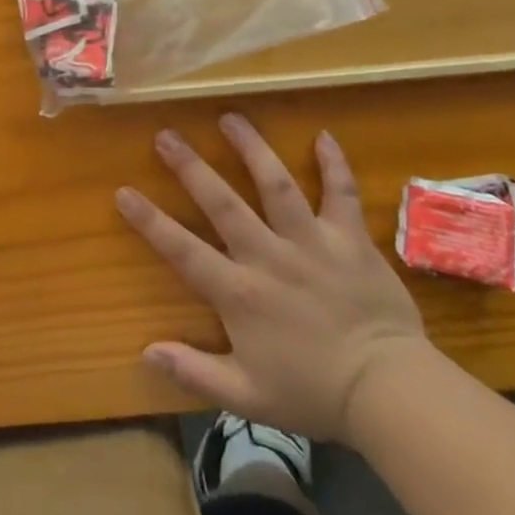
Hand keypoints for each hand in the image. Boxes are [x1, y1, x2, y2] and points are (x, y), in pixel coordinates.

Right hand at [116, 115, 430, 442]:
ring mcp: (311, 242)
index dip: (150, 220)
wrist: (391, 394)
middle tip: (167, 135)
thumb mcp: (248, 397)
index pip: (183, 249)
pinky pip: (341, 194)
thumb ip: (195, 374)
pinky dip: (334, 164)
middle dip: (191, 167)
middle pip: (223, 203)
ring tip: (230, 117)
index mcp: (240, 292)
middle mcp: (269, 255)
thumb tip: (146, 353)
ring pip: (276, 184)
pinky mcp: (350, 240)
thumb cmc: (315, 394)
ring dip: (252, 148)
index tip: (123, 192)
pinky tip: (324, 135)